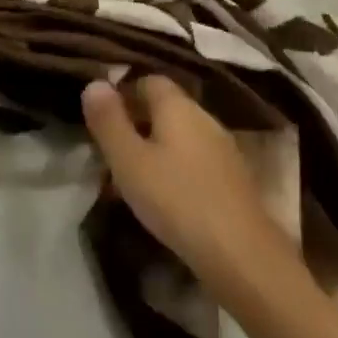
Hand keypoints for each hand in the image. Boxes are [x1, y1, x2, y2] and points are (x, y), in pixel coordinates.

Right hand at [81, 78, 292, 305]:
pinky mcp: (234, 181)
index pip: (148, 80)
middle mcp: (204, 118)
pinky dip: (176, 172)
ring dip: (155, 151)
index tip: (102, 118)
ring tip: (131, 181)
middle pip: (165, 109)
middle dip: (137, 124)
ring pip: (180, 138)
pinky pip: (195, 163)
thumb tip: (94, 83)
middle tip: (111, 152)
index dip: (123, 93)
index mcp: (178, 105)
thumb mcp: (128, 160)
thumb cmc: (177, 200)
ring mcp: (224, 150)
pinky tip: (164, 201)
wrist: (243, 257)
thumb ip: (108, 121)